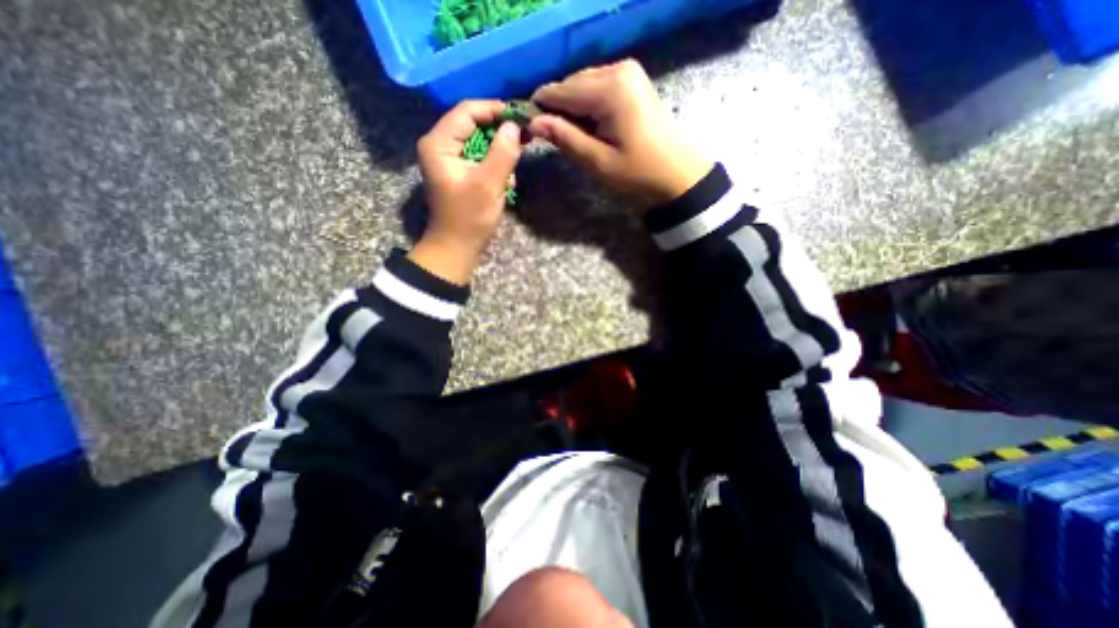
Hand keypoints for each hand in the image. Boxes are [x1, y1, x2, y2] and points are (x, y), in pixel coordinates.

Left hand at [410, 99, 524, 284]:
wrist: (457, 246)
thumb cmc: (469, 217)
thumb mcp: (488, 184)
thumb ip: (503, 152)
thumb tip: (515, 126)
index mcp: (439, 143)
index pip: (467, 111)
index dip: (495, 110)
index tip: (521, 117)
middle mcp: (440, 144)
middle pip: (473, 123)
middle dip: (499, 129)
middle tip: (525, 135)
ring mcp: (448, 158)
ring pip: (478, 139)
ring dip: (499, 147)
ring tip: (519, 154)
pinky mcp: (458, 171)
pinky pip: (478, 155)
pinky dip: (495, 160)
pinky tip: (507, 174)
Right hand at [530, 56, 711, 207]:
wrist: (677, 174)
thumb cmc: (638, 173)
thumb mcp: (597, 161)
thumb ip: (565, 138)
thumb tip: (533, 122)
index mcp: (609, 89)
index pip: (560, 91)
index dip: (541, 108)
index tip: (530, 129)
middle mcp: (618, 69)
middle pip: (571, 84)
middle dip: (559, 109)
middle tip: (557, 140)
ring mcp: (628, 71)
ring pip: (583, 84)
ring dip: (574, 109)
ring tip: (578, 137)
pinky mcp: (633, 79)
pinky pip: (598, 86)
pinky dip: (589, 105)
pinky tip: (593, 127)